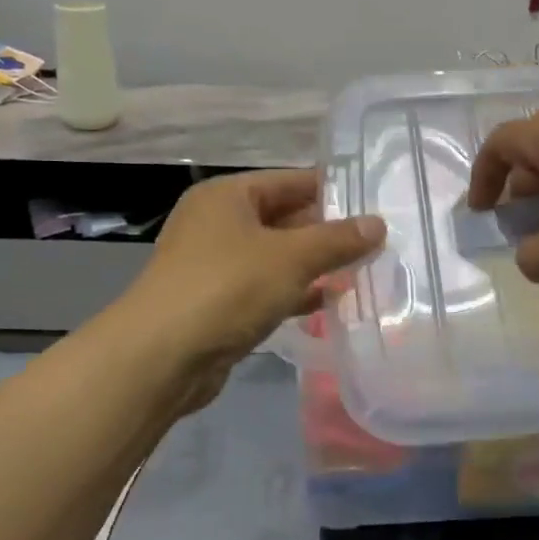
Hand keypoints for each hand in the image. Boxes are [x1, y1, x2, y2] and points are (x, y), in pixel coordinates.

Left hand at [129, 170, 384, 404]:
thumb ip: (338, 240)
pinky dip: (293, 292)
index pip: (291, 181)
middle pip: (284, 218)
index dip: (333, 192)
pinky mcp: (216, 303)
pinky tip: (327, 302)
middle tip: (375, 244)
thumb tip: (378, 224)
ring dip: (314, 265)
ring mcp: (214, 265)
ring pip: (276, 256)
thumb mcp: (292, 257)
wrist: (160, 358)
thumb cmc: (227, 288)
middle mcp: (217, 223)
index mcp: (228, 196)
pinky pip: (264, 288)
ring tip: (361, 272)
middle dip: (327, 233)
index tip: (373, 206)